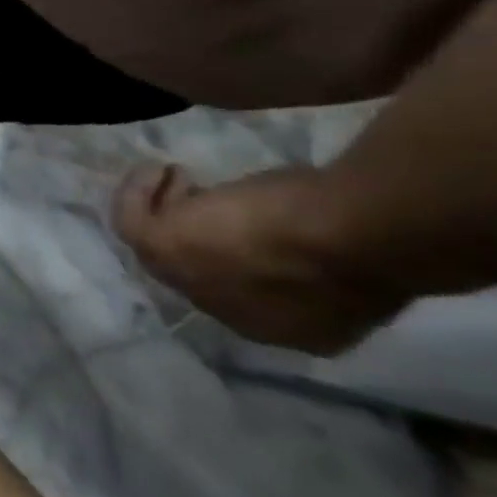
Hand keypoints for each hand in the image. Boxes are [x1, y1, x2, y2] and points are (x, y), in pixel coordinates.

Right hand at [114, 163, 408, 353]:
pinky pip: (132, 221)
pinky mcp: (161, 249)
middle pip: (197, 271)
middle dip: (193, 231)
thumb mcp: (345, 252)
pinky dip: (137, 193)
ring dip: (161, 209)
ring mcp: (192, 284)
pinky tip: (157, 169)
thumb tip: (301, 243)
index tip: (241, 210)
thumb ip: (315, 256)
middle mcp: (233, 315)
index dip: (235, 247)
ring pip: (156, 248)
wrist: (352, 236)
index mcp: (290, 326)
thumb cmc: (365, 237)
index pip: (244, 287)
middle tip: (199, 191)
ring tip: (173, 177)